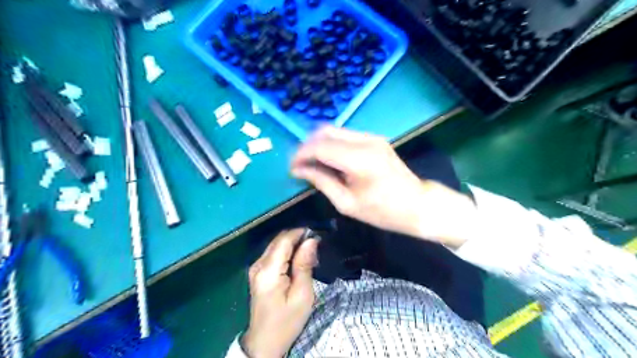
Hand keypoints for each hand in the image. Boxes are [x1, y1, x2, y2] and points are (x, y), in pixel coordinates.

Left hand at [241, 229, 317, 357]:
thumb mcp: (302, 295)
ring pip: (276, 244)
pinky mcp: (257, 272)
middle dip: (298, 237)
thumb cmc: (287, 321)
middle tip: (316, 247)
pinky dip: (287, 251)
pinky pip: (273, 253)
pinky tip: (297, 260)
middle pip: (279, 239)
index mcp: (268, 271)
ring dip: (293, 244)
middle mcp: (258, 264)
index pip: (284, 240)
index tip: (318, 235)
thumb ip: (304, 265)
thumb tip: (311, 240)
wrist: (265, 342)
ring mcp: (255, 268)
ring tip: (309, 254)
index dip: (301, 233)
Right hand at [291, 127, 474, 247]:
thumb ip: (321, 181)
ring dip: (318, 143)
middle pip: (324, 131)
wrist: (417, 204)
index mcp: (359, 160)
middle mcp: (365, 141)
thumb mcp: (347, 203)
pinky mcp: (374, 138)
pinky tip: (328, 160)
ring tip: (311, 163)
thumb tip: (299, 170)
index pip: (319, 147)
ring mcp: (371, 137)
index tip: (292, 168)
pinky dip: (331, 144)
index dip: (301, 155)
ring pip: (334, 130)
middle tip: (300, 165)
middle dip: (307, 146)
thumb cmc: (382, 211)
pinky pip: (345, 135)